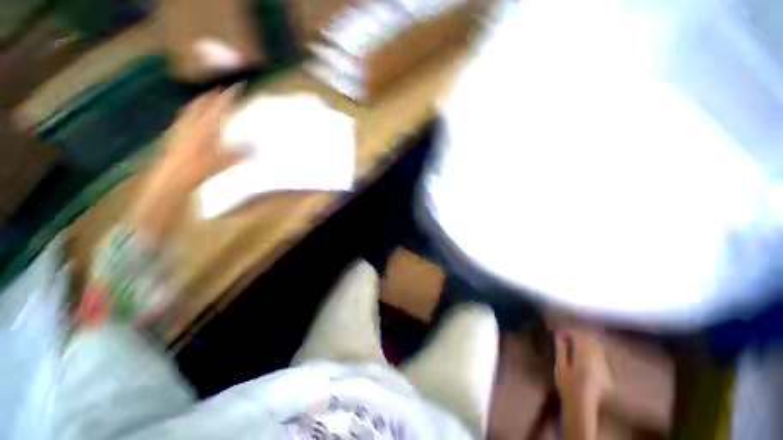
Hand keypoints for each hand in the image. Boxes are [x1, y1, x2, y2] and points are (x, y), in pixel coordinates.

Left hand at [156, 86, 239, 191]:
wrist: (173, 175)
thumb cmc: (200, 168)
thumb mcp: (225, 162)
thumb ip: (240, 153)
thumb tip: (255, 148)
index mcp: (207, 125)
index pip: (220, 105)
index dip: (229, 95)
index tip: (237, 86)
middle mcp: (193, 121)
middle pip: (203, 102)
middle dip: (212, 94)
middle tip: (220, 89)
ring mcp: (182, 126)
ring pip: (192, 107)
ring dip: (200, 101)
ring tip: (206, 98)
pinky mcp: (174, 132)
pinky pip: (184, 116)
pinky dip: (190, 111)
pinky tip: (192, 116)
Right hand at [554, 327, 613, 408]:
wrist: (582, 405)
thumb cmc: (568, 386)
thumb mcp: (560, 367)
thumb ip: (561, 350)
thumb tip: (559, 336)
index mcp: (584, 356)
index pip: (578, 336)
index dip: (568, 331)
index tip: (559, 331)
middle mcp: (596, 358)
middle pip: (590, 338)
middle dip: (578, 333)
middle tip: (566, 333)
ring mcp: (603, 364)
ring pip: (597, 345)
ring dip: (586, 339)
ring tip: (575, 340)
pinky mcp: (606, 370)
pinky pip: (601, 353)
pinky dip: (592, 348)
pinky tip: (585, 351)